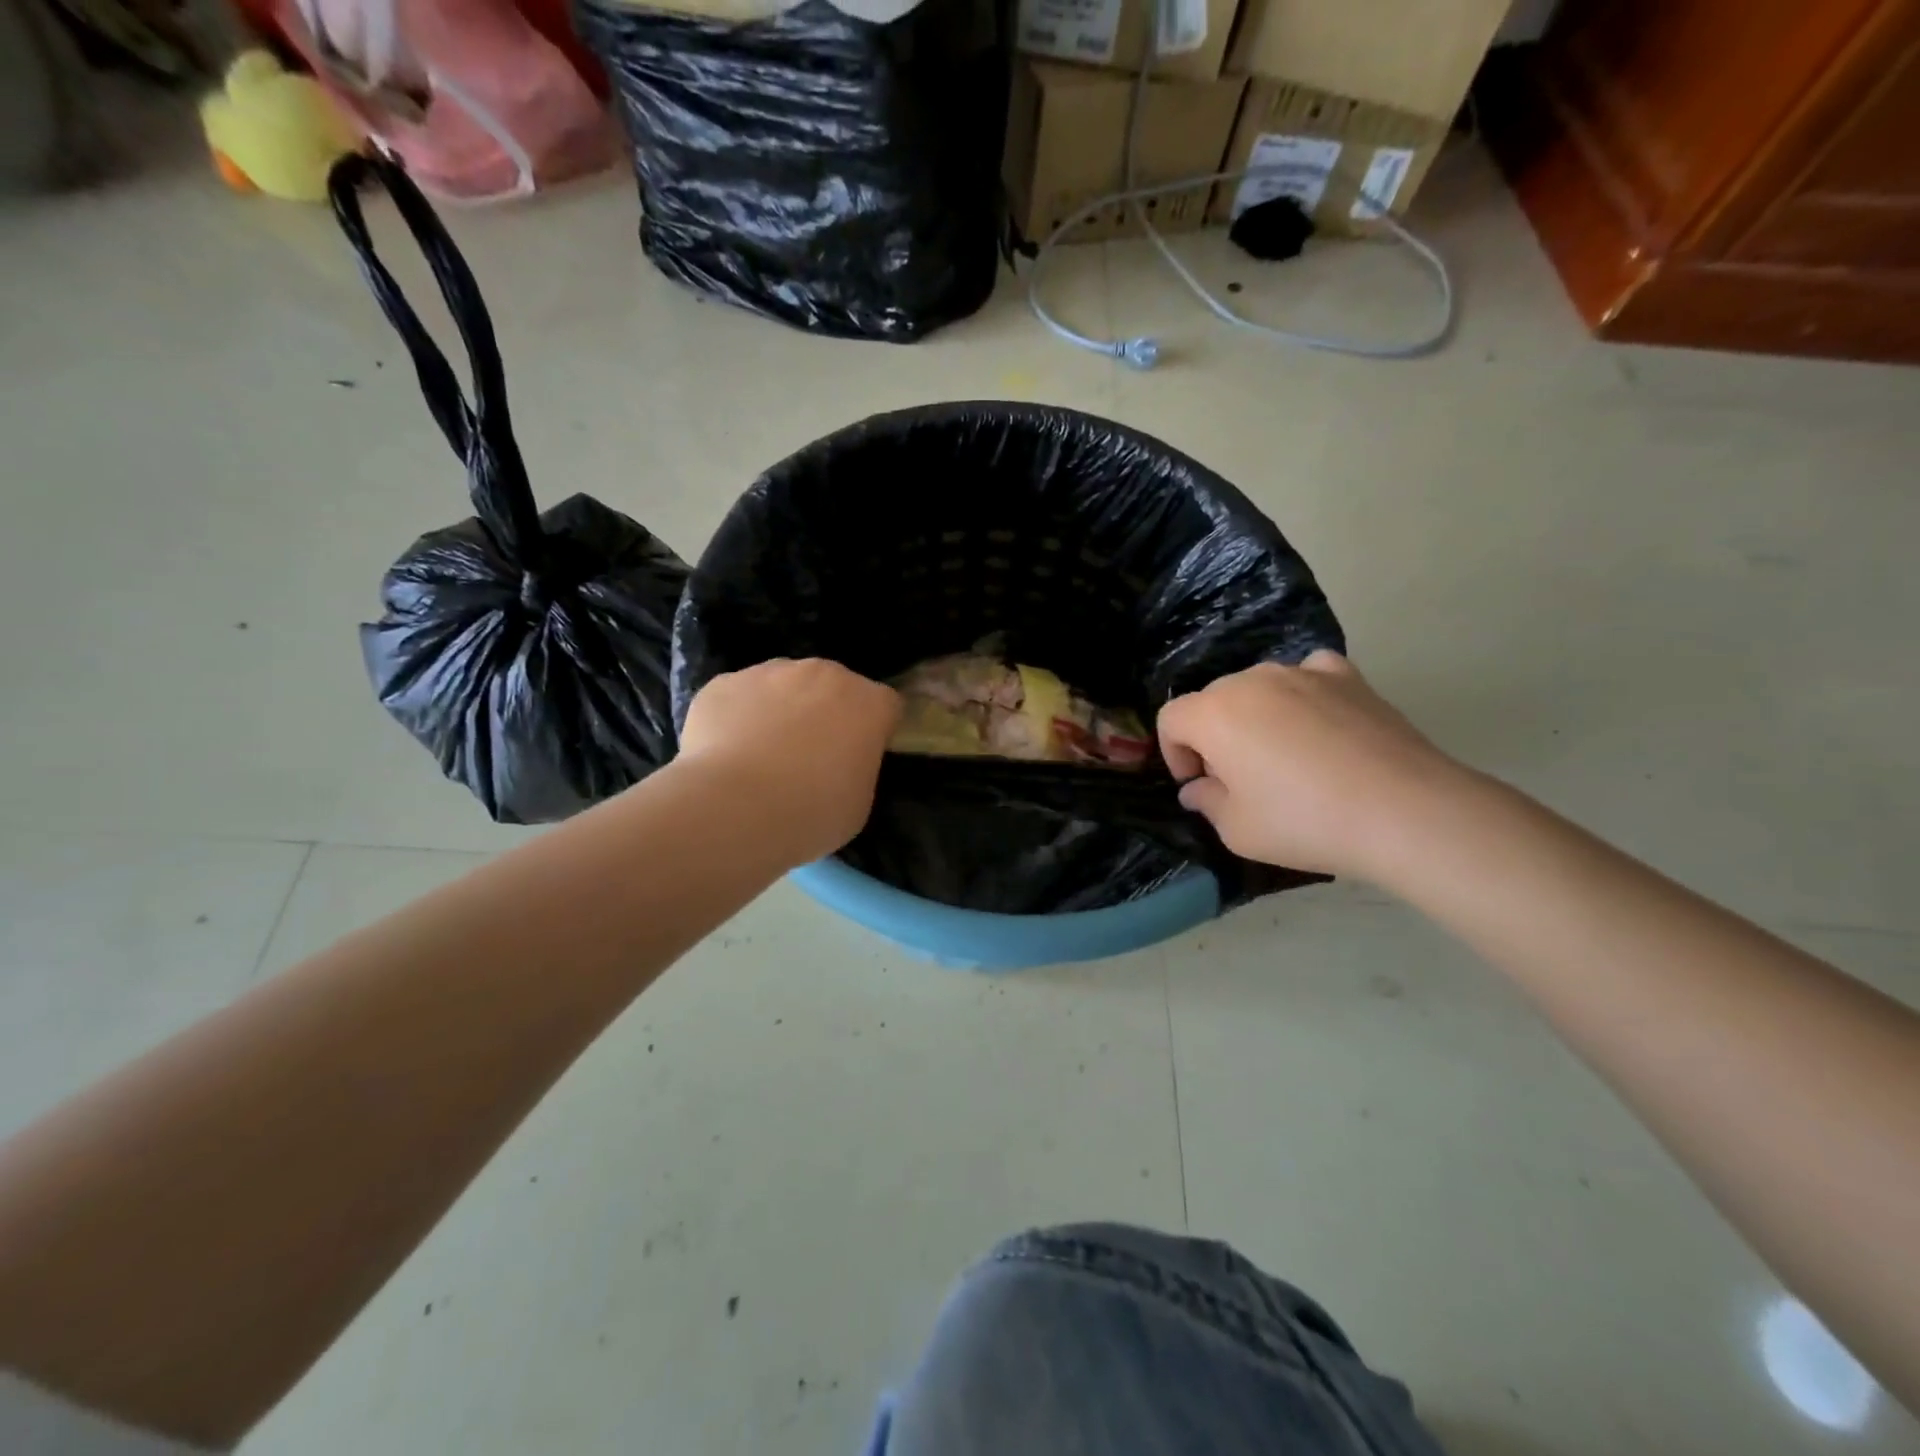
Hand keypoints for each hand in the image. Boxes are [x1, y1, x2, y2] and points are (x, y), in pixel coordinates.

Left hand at [678, 659, 901, 865]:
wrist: (733, 808)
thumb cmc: (811, 813)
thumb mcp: (858, 803)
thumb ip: (856, 769)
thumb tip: (839, 763)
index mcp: (868, 704)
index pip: (885, 705)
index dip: (874, 730)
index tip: (860, 756)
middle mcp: (823, 674)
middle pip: (832, 686)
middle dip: (826, 712)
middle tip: (809, 757)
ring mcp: (770, 672)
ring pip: (782, 685)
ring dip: (780, 709)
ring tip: (760, 756)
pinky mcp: (724, 682)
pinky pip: (739, 696)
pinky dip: (736, 717)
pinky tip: (726, 753)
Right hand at [1157, 652, 1471, 880]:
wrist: (1405, 810)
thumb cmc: (1305, 822)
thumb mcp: (1237, 830)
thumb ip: (1206, 802)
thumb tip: (1199, 788)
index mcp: (1214, 714)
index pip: (1171, 718)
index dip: (1174, 753)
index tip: (1197, 784)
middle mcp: (1252, 681)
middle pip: (1213, 700)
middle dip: (1213, 735)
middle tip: (1238, 778)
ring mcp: (1302, 673)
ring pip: (1258, 687)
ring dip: (1255, 716)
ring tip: (1283, 756)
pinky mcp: (1347, 676)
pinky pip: (1308, 675)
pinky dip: (1302, 694)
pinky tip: (1318, 723)